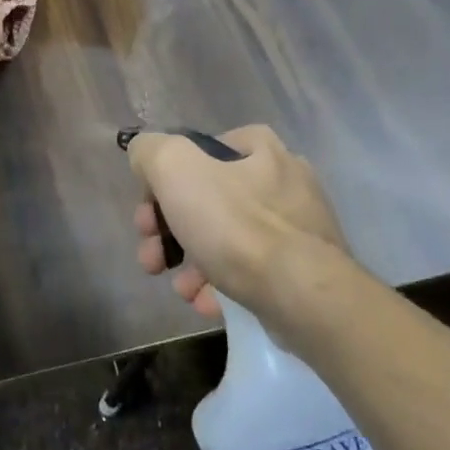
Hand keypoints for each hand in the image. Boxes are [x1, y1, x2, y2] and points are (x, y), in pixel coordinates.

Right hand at [126, 125, 348, 317]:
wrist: (302, 295)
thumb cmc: (235, 224)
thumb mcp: (175, 168)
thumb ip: (151, 151)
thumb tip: (145, 156)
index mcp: (257, 147)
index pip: (194, 154)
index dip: (160, 184)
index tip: (147, 218)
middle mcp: (282, 178)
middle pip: (206, 199)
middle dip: (169, 232)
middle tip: (152, 259)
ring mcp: (297, 226)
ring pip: (225, 238)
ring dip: (191, 264)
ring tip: (181, 289)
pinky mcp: (304, 268)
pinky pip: (250, 269)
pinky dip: (222, 284)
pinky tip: (207, 302)